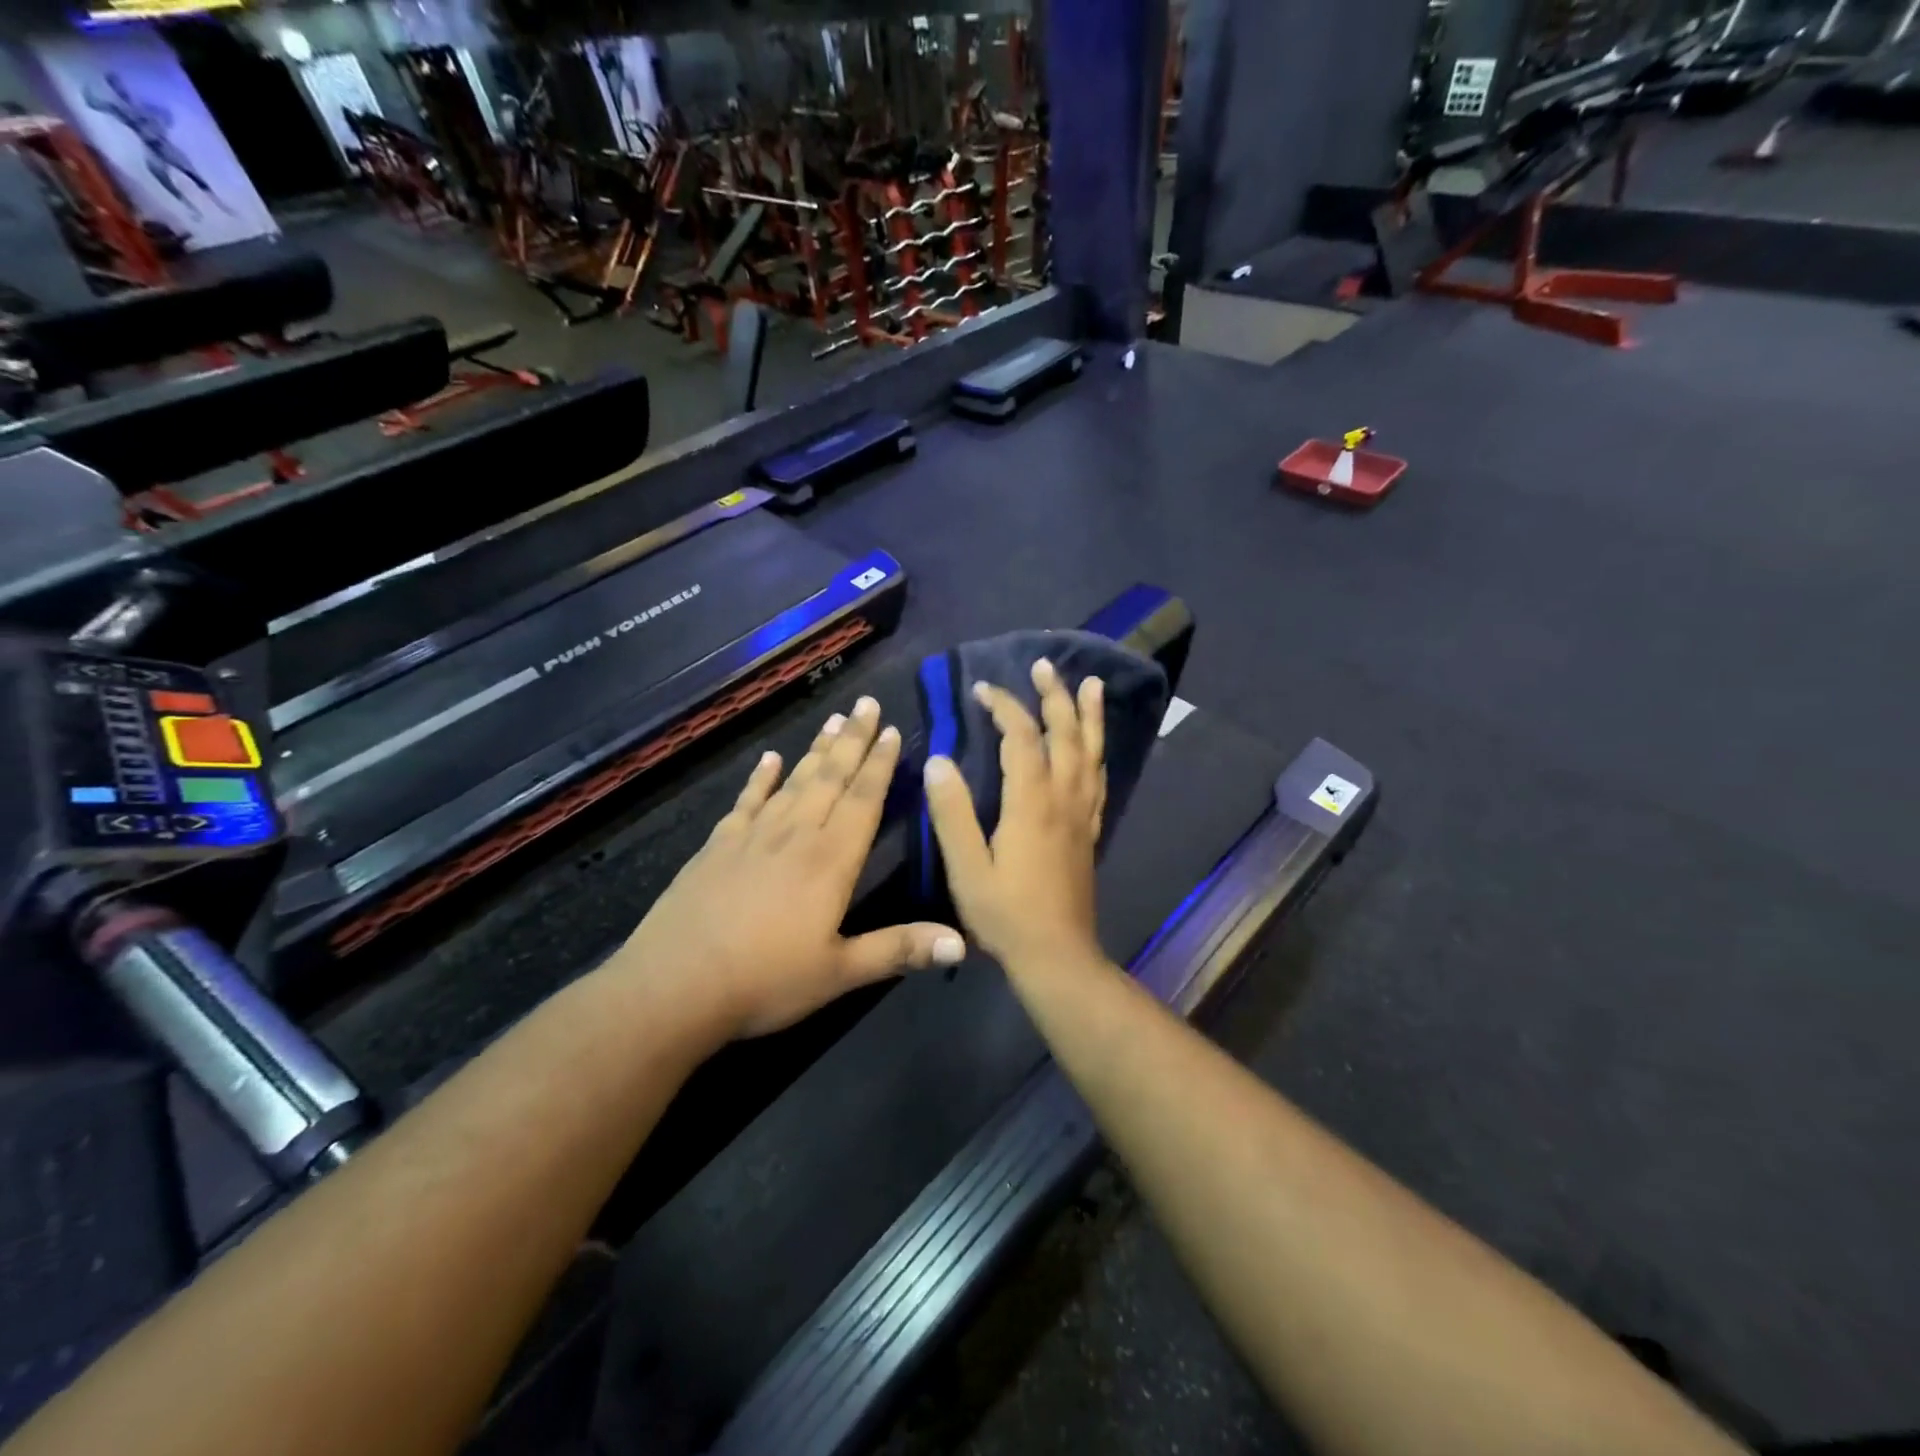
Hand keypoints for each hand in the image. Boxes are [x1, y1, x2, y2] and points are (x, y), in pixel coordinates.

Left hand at [617, 697, 964, 1041]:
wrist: (674, 986)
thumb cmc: (765, 981)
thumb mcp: (840, 973)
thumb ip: (899, 949)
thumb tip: (962, 942)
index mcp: (829, 861)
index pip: (862, 800)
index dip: (880, 765)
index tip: (892, 730)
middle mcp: (794, 836)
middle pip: (829, 778)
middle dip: (852, 740)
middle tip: (866, 703)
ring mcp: (752, 837)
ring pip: (793, 782)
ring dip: (815, 751)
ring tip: (833, 720)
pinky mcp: (717, 847)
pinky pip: (746, 802)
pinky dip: (760, 778)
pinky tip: (768, 759)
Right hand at [923, 659, 1106, 971]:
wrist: (1056, 955)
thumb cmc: (1005, 914)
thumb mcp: (966, 867)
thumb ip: (952, 812)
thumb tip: (938, 760)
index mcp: (1031, 803)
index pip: (1022, 738)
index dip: (1004, 707)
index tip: (981, 689)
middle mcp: (1063, 799)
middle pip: (1065, 735)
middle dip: (1054, 696)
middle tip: (1044, 666)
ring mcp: (1082, 814)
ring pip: (1091, 752)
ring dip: (1089, 716)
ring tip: (1090, 685)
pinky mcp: (1089, 831)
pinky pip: (1099, 779)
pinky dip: (1098, 752)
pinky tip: (1095, 746)